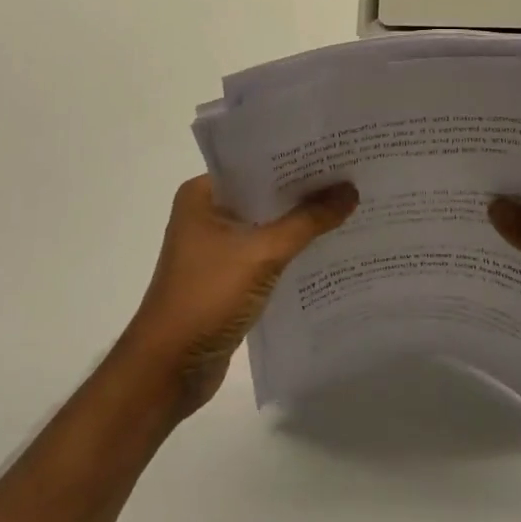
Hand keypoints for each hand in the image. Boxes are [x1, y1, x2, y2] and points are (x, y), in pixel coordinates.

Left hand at [119, 175, 356, 418]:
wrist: (168, 371)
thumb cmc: (206, 298)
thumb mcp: (262, 254)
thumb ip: (308, 221)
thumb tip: (351, 190)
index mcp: (203, 194)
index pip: (256, 163)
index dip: (296, 158)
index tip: (337, 150)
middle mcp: (208, 213)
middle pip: (265, 193)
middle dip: (305, 190)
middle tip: (353, 175)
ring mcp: (217, 247)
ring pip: (269, 224)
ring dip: (302, 222)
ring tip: (351, 206)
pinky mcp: (229, 277)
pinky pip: (267, 253)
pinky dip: (293, 250)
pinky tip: (329, 247)